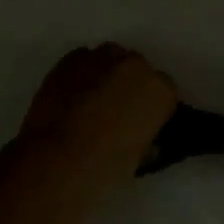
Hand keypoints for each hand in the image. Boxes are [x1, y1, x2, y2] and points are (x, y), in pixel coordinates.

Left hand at [19, 43, 176, 185]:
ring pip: (109, 58)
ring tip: (90, 100)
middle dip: (128, 84)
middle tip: (114, 110)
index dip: (151, 105)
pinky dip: (81, 74)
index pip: (164, 91)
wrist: (58, 159)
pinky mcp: (71, 58)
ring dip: (105, 74)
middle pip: (137, 68)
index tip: (140, 120)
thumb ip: (145, 135)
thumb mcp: (139, 157)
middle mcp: (135, 65)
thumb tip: (139, 132)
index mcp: (159, 91)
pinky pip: (82, 61)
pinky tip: (71, 95)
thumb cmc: (105, 166)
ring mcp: (101, 57)